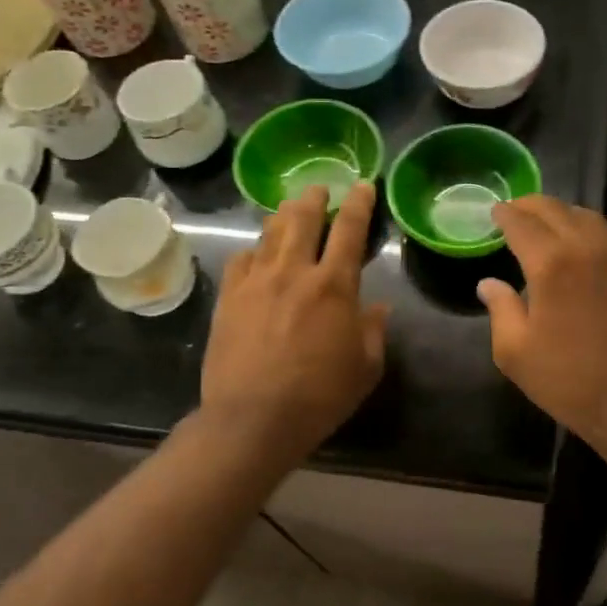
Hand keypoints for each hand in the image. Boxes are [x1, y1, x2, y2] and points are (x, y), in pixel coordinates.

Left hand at [202, 181, 388, 456]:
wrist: (253, 420)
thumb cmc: (319, 396)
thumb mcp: (365, 368)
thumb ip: (373, 332)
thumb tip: (378, 308)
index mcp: (334, 285)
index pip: (350, 229)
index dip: (358, 203)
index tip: (362, 185)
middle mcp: (294, 272)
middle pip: (303, 218)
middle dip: (314, 198)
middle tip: (319, 189)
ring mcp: (256, 282)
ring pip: (270, 233)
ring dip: (283, 215)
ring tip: (290, 208)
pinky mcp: (229, 298)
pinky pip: (240, 259)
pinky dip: (253, 250)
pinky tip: (256, 253)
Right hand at [478, 197, 606, 455]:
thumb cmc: (569, 380)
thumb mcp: (515, 353)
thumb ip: (500, 309)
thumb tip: (489, 283)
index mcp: (551, 264)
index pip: (522, 223)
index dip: (505, 214)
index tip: (494, 212)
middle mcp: (587, 248)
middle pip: (556, 209)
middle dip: (530, 205)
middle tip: (514, 211)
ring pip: (587, 217)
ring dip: (562, 214)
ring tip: (546, 224)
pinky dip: (589, 231)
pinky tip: (581, 248)